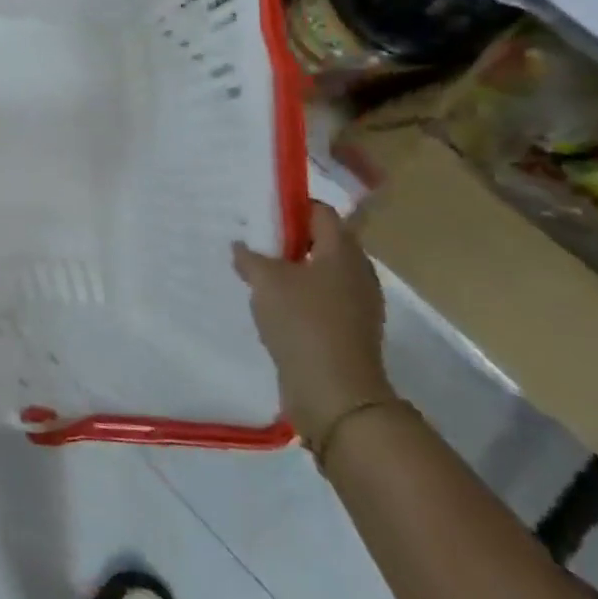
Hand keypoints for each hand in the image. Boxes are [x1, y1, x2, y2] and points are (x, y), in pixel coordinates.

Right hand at [233, 201, 394, 442]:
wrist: (335, 393)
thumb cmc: (303, 323)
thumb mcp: (265, 280)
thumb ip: (250, 256)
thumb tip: (241, 246)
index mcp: (343, 252)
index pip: (320, 212)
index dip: (290, 205)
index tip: (257, 208)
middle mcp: (356, 273)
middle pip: (320, 241)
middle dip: (286, 238)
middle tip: (250, 238)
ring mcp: (355, 304)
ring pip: (318, 272)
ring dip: (289, 269)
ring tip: (253, 270)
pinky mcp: (346, 330)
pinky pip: (318, 299)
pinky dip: (296, 295)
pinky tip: (268, 302)